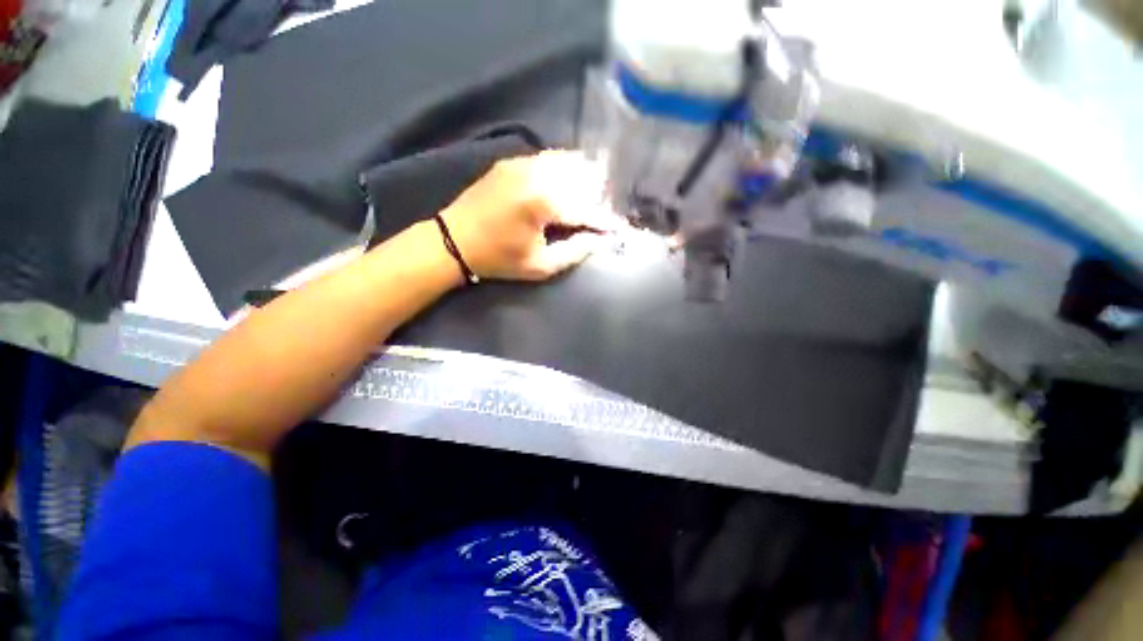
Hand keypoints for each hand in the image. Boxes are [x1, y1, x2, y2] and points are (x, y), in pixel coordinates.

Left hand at [440, 150, 617, 281]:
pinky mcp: (512, 161)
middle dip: (598, 194)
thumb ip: (574, 251)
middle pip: (583, 175)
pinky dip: (564, 169)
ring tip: (589, 197)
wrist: (454, 240)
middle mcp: (537, 174)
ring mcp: (523, 162)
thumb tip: (598, 239)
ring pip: (567, 161)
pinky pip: (548, 158)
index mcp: (544, 202)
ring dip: (583, 178)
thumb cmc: (499, 258)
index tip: (616, 228)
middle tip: (601, 212)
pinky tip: (566, 184)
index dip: (604, 219)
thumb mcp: (540, 265)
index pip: (587, 208)